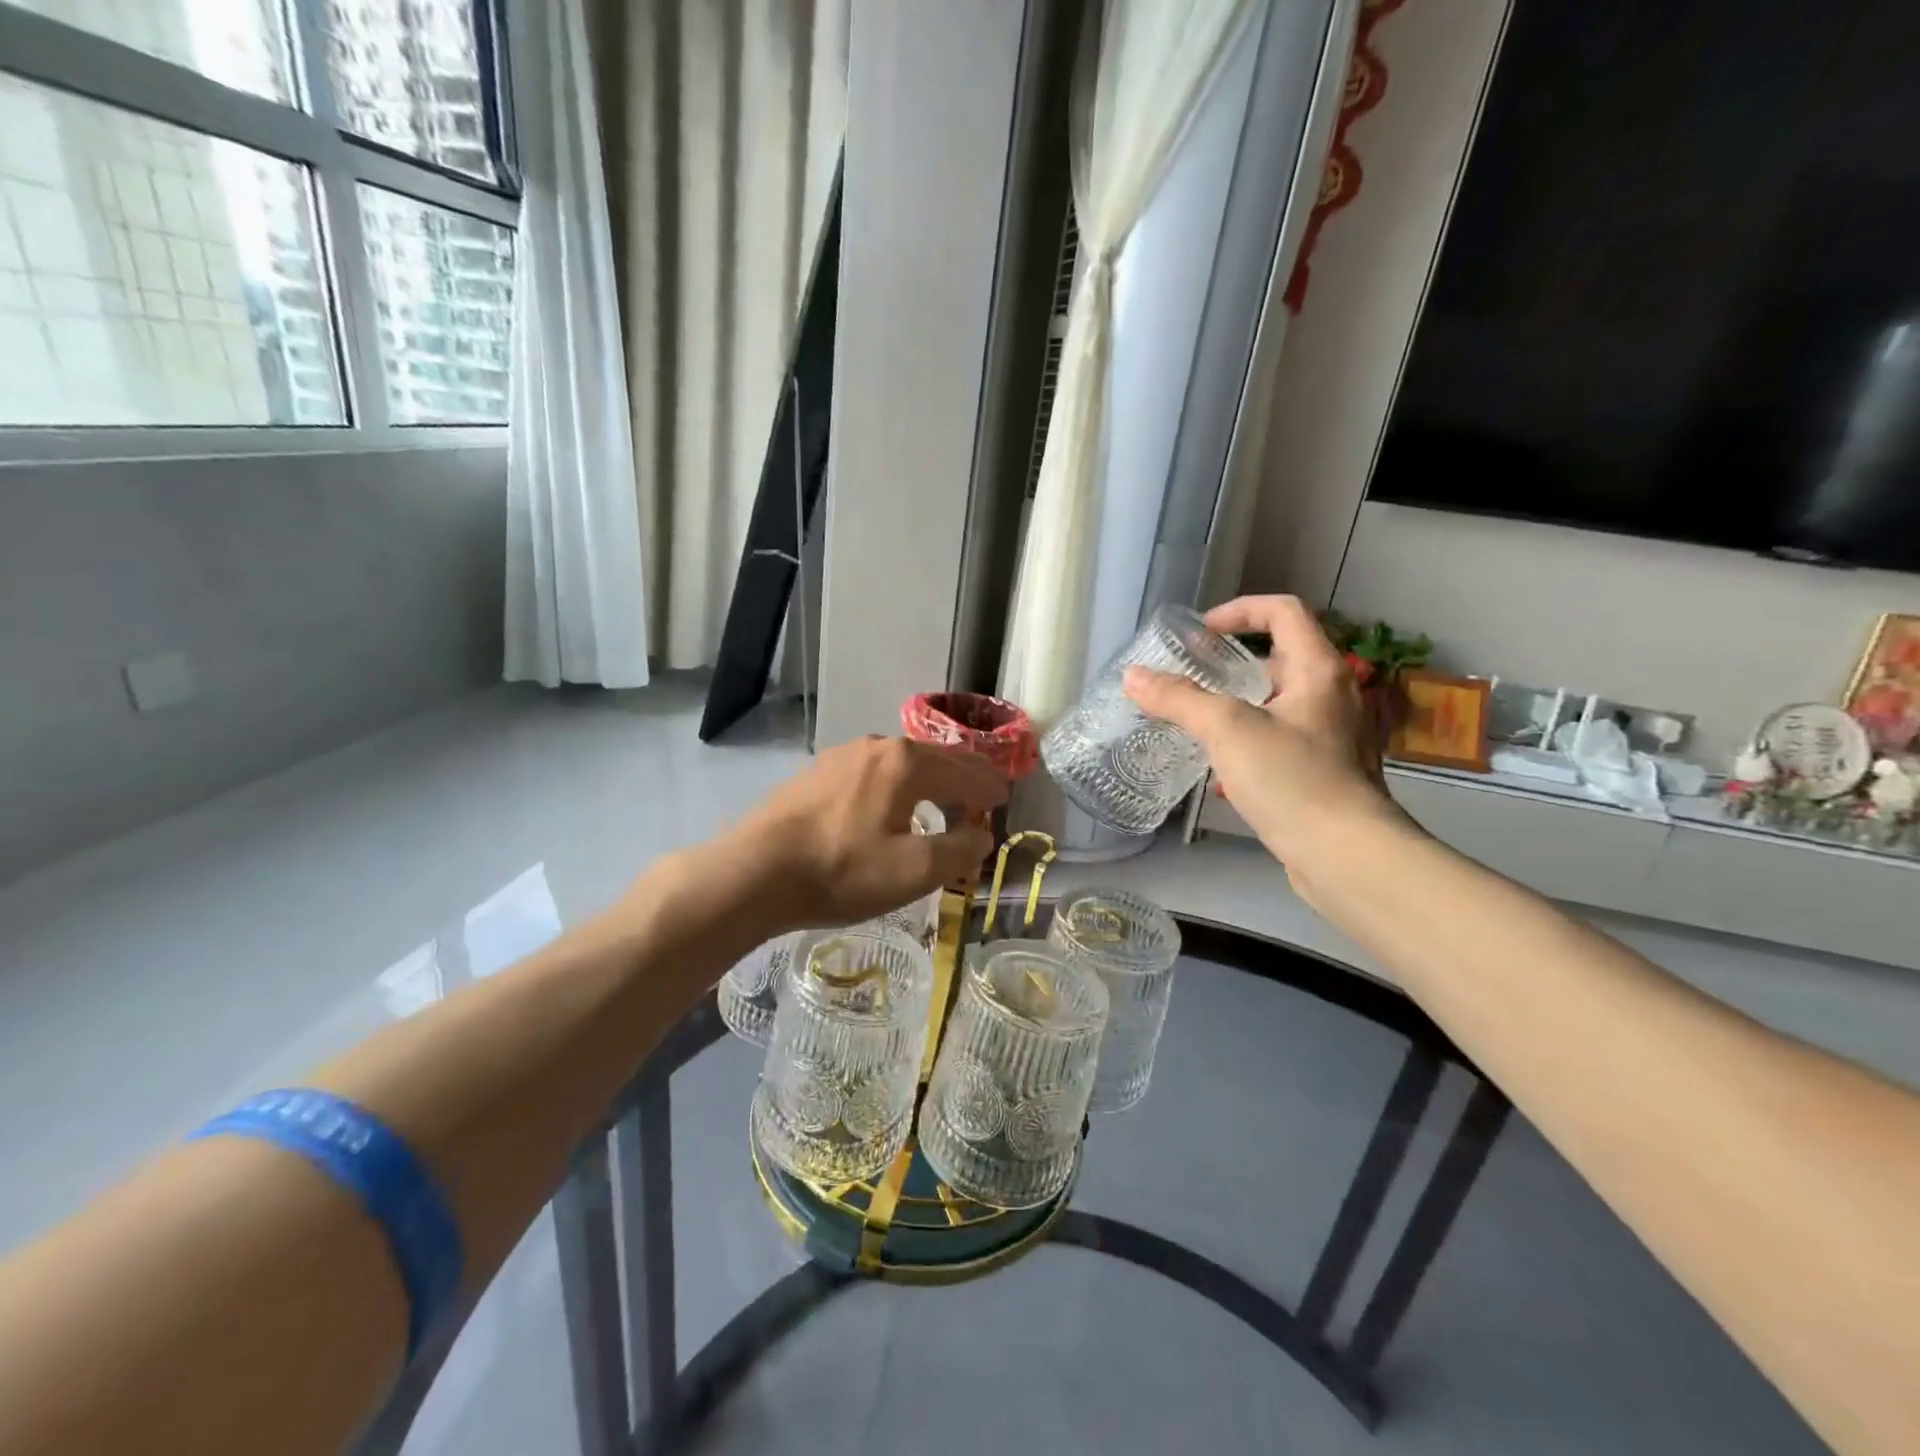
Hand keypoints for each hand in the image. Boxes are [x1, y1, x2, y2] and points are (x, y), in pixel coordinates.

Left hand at [708, 737, 1005, 933]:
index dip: (990, 787)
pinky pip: (874, 773)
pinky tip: (890, 807)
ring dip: (930, 781)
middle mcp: (878, 746)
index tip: (1004, 799)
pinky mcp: (817, 773)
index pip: (966, 769)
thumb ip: (959, 850)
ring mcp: (843, 756)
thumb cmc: (842, 871)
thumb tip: (981, 835)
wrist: (755, 871)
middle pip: (935, 758)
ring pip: (902, 763)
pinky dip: (898, 785)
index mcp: (907, 763)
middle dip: (964, 777)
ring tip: (941, 802)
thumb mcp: (914, 871)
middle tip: (983, 795)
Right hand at [1123, 595, 1405, 886]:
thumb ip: (1179, 699)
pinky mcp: (1326, 773)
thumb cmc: (1292, 779)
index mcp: (1319, 670)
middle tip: (1189, 681)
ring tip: (1196, 725)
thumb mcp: (1227, 730)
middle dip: (1229, 666)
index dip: (1238, 610)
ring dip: (1235, 707)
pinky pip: (1281, 742)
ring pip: (1277, 704)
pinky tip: (1220, 774)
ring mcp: (1333, 736)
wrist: (1346, 856)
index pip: (1283, 611)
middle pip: (1278, 659)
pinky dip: (1248, 744)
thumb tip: (1133, 676)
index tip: (1199, 634)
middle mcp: (1333, 695)